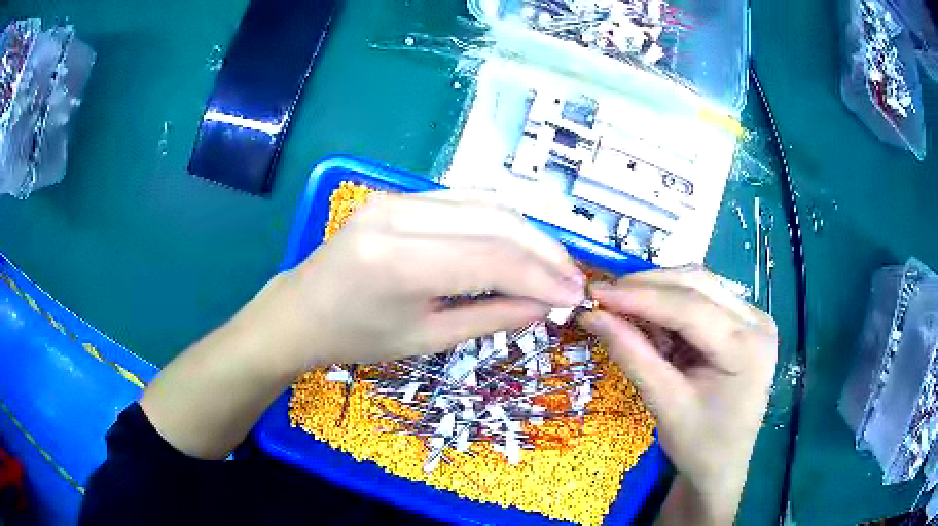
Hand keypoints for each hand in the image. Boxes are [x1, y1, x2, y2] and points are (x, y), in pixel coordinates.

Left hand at [271, 191, 586, 368]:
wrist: (303, 311)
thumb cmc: (357, 338)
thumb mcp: (427, 339)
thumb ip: (491, 318)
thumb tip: (545, 306)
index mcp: (400, 262)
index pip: (494, 258)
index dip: (543, 277)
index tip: (575, 296)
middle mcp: (399, 217)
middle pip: (496, 221)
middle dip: (544, 251)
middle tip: (571, 280)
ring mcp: (397, 198)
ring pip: (485, 204)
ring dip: (527, 233)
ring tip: (552, 265)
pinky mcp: (398, 195)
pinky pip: (463, 202)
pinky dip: (499, 223)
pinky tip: (518, 245)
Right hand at [581, 268, 776, 524]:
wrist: (723, 465)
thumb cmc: (699, 445)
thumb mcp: (665, 404)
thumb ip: (632, 355)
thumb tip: (592, 315)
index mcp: (748, 348)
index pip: (690, 308)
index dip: (640, 296)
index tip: (597, 292)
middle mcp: (757, 322)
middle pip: (697, 284)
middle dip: (647, 286)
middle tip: (604, 296)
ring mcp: (753, 318)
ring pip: (698, 284)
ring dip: (657, 291)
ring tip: (622, 308)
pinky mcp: (743, 321)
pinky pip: (702, 298)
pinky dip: (670, 304)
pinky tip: (649, 319)